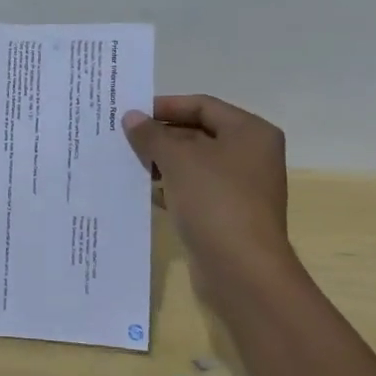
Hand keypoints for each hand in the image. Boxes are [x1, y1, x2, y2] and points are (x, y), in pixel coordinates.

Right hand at [121, 95, 295, 286]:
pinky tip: (146, 192)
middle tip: (124, 139)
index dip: (166, 106)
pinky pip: (195, 191)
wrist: (241, 269)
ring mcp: (241, 187)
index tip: (132, 113)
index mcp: (250, 132)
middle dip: (161, 136)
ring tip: (129, 163)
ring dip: (163, 162)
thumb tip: (132, 117)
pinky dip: (171, 187)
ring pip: (194, 164)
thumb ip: (151, 135)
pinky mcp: (228, 214)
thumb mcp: (177, 160)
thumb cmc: (215, 201)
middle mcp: (251, 155)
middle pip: (199, 133)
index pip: (203, 105)